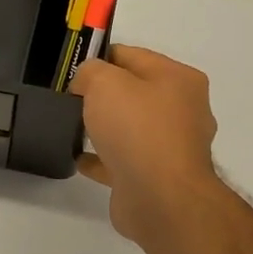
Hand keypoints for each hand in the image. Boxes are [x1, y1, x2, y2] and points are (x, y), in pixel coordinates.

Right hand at [72, 45, 223, 243]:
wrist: (160, 198)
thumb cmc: (138, 129)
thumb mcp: (105, 82)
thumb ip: (90, 72)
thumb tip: (87, 84)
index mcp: (179, 79)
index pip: (133, 56)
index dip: (100, 59)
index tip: (72, 70)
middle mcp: (182, 110)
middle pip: (135, 92)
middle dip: (103, 94)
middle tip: (70, 98)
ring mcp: (172, 147)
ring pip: (131, 128)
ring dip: (105, 127)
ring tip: (72, 127)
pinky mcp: (157, 178)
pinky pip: (124, 161)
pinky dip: (103, 159)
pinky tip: (80, 159)